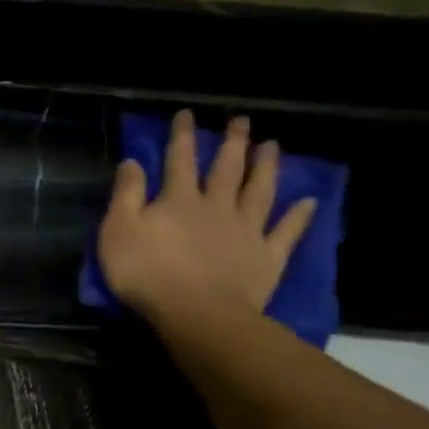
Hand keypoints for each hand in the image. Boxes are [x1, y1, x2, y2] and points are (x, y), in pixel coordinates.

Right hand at [99, 110, 315, 317]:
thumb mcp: (119, 232)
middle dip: (232, 143)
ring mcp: (246, 231)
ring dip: (266, 167)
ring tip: (273, 146)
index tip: (188, 114)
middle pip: (226, 169)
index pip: (179, 160)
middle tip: (242, 120)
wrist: (197, 314)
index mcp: (178, 200)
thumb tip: (133, 162)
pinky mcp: (266, 256)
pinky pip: (286, 232)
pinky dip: (299, 216)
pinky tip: (309, 202)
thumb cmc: (148, 274)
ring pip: (259, 191)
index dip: (182, 136)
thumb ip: (126, 195)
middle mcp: (216, 206)